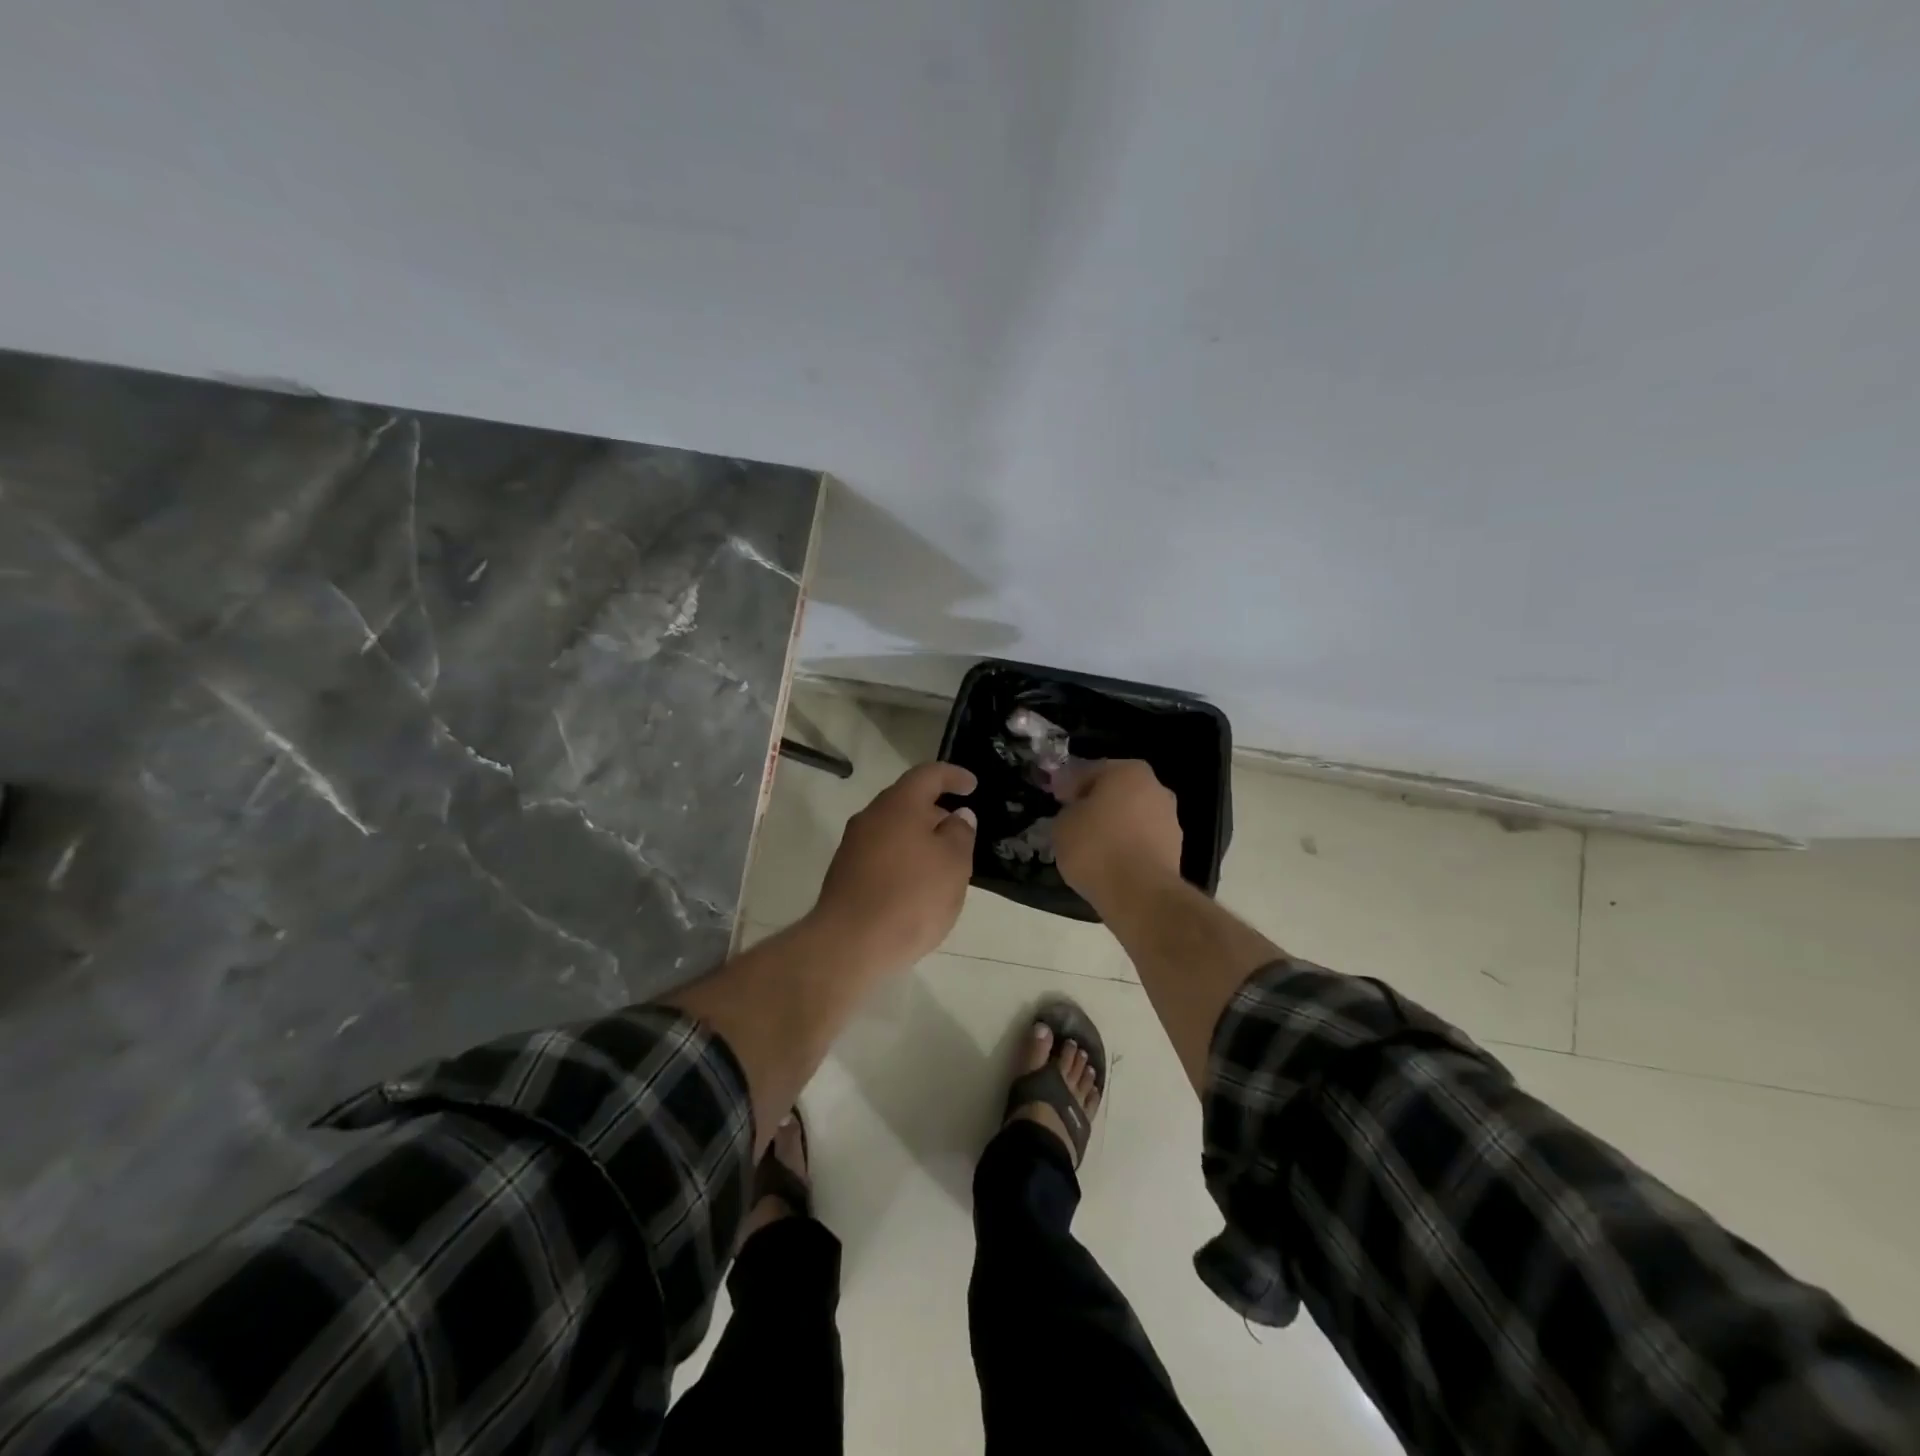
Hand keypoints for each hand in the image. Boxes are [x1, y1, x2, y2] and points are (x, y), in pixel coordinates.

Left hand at [810, 762, 978, 968]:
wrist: (849, 944)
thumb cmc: (911, 897)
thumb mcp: (954, 864)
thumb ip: (960, 834)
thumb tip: (957, 816)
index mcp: (898, 804)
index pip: (928, 774)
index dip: (953, 776)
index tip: (973, 785)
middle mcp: (870, 817)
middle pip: (907, 801)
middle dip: (936, 811)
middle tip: (960, 831)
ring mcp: (853, 846)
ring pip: (893, 829)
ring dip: (919, 838)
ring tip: (943, 862)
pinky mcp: (845, 874)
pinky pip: (881, 854)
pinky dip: (903, 859)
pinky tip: (917, 885)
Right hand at [1053, 759, 1182, 902]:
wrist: (1139, 894)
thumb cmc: (1096, 847)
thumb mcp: (1063, 824)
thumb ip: (1068, 810)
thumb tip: (1076, 811)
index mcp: (1128, 771)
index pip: (1090, 771)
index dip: (1069, 785)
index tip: (1056, 799)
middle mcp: (1155, 788)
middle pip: (1116, 792)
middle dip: (1096, 804)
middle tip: (1072, 821)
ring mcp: (1169, 820)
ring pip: (1131, 817)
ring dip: (1113, 827)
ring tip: (1090, 847)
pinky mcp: (1174, 850)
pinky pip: (1141, 842)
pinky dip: (1126, 848)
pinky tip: (1109, 863)